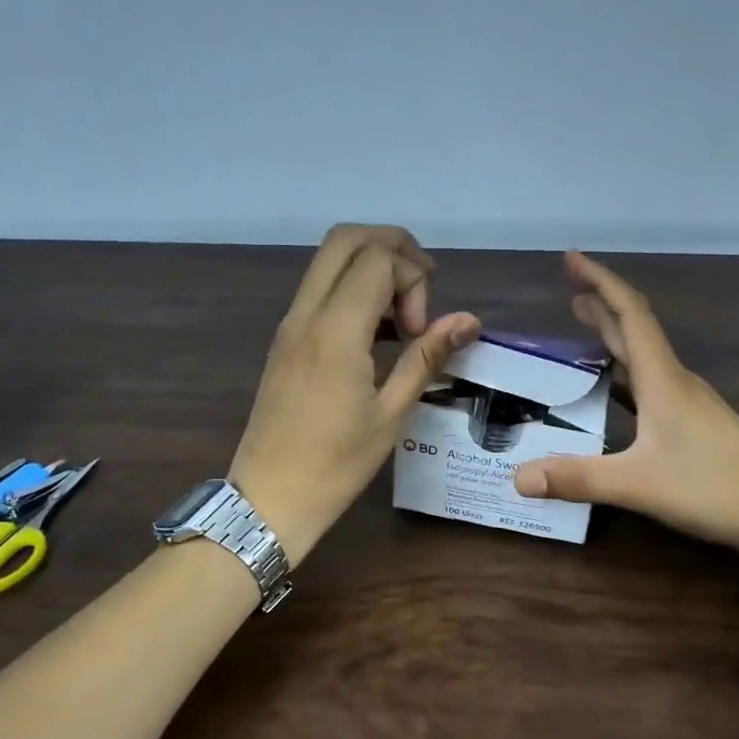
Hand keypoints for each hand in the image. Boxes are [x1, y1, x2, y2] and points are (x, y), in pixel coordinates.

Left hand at [229, 225, 480, 564]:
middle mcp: (306, 314)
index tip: (420, 332)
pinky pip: (319, 290)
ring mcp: (290, 324)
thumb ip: (427, 357)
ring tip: (402, 319)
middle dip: (393, 249)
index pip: (378, 259)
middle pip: (347, 239)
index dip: (413, 281)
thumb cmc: (336, 464)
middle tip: (422, 291)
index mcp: (335, 330)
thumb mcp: (392, 413)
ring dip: (372, 269)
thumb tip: (468, 320)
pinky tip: (376, 335)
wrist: (269, 499)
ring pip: (329, 261)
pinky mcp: (285, 340)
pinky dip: (352, 290)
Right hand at [511, 251, 738, 560]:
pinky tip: (616, 387)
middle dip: (603, 305)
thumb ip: (578, 479)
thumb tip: (518, 477)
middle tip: (571, 290)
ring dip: (615, 336)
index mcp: (662, 380)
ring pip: (645, 356)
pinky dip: (626, 371)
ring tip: (586, 325)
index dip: (600, 282)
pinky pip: (652, 382)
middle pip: (636, 330)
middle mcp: (676, 381)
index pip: (629, 315)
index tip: (572, 259)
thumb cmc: (711, 488)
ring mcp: (689, 402)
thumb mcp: (638, 484)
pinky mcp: (696, 422)